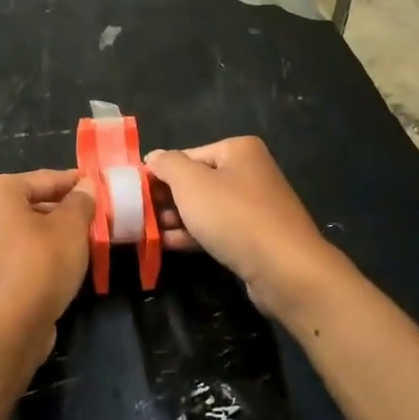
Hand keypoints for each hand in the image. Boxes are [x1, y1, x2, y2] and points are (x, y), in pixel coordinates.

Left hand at [0, 169, 94, 357]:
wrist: (7, 327)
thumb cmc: (40, 263)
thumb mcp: (71, 227)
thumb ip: (81, 202)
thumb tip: (86, 187)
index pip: (45, 178)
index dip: (75, 182)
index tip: (99, 187)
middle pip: (32, 203)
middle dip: (63, 209)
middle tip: (95, 216)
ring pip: (25, 230)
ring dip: (53, 233)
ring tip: (85, 240)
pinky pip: (18, 254)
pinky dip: (40, 254)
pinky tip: (64, 264)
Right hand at [143, 138, 339, 320]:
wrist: (285, 269)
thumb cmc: (234, 216)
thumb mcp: (191, 183)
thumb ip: (167, 165)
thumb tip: (154, 158)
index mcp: (238, 150)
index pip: (186, 155)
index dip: (158, 173)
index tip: (133, 193)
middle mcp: (249, 172)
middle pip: (196, 181)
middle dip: (166, 198)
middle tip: (136, 215)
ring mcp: (254, 206)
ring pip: (205, 207)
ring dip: (175, 218)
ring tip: (144, 231)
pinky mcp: (255, 236)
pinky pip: (216, 229)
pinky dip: (192, 234)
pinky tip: (166, 244)